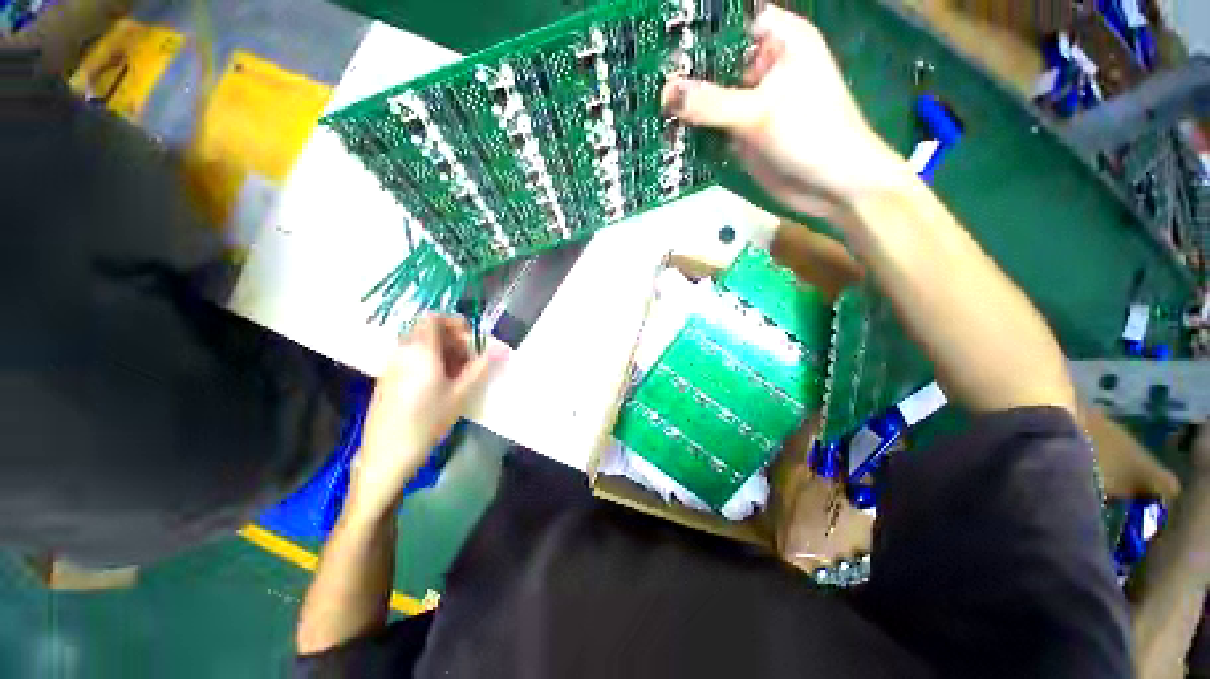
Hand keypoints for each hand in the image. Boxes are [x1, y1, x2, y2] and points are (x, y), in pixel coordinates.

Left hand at [347, 315, 504, 519]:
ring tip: (456, 374)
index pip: (434, 317)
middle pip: (427, 330)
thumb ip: (481, 367)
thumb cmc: (428, 421)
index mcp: (421, 350)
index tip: (471, 339)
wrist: (386, 453)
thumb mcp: (461, 394)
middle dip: (451, 339)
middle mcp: (402, 351)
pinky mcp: (386, 378)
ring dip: (441, 351)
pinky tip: (438, 385)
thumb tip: (502, 348)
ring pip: (419, 344)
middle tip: (468, 360)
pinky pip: (409, 357)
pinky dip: (427, 361)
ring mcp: (391, 365)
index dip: (454, 322)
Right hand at [661, 6, 911, 218]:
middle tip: (643, 79)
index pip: (729, 23)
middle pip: (714, 63)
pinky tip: (667, 136)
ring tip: (646, 108)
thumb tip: (665, 93)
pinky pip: (712, 128)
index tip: (658, 41)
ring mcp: (750, 104)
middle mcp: (761, 68)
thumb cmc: (810, 134)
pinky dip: (694, 133)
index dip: (696, 30)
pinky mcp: (742, 135)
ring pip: (710, 99)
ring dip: (685, 108)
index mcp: (778, 41)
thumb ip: (710, 102)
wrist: (831, 186)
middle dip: (683, 74)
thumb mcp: (759, 112)